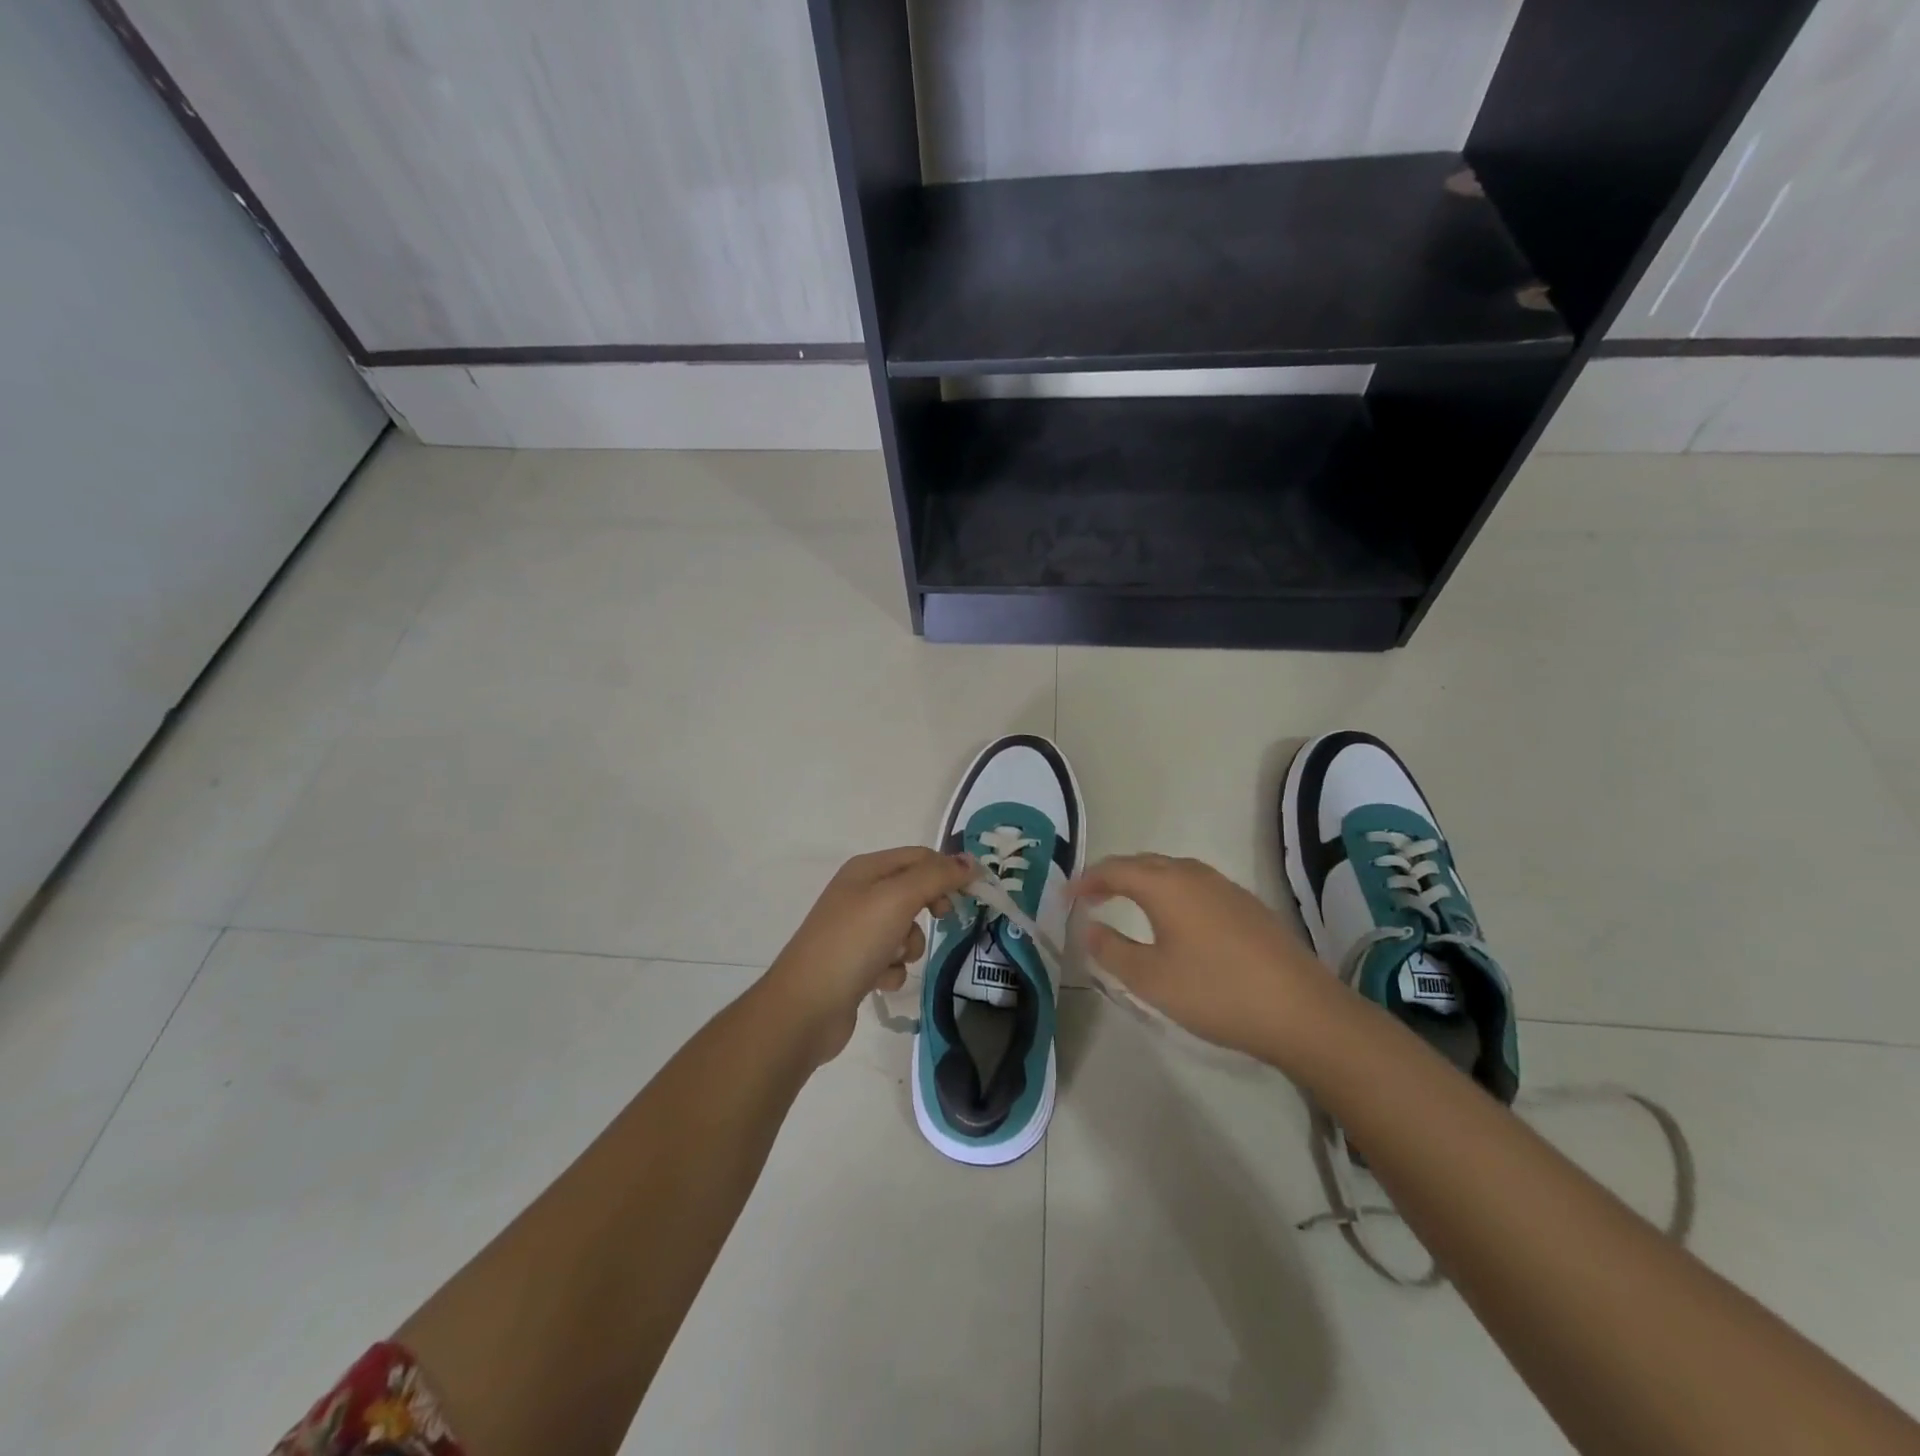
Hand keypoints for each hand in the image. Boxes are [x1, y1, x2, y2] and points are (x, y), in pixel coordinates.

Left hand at [763, 847, 975, 1066]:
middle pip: (914, 891)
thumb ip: (936, 877)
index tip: (974, 894)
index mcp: (866, 869)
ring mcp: (856, 930)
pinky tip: (879, 981)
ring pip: (905, 929)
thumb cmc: (853, 943)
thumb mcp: (897, 899)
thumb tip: (969, 862)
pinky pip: (891, 959)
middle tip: (942, 918)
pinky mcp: (856, 964)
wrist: (806, 1007)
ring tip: (894, 958)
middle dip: (929, 907)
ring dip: (910, 945)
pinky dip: (892, 970)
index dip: (948, 870)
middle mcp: (859, 894)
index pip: (920, 856)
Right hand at [1071, 854, 1339, 1063]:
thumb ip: (1112, 950)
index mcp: (1165, 885)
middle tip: (1090, 896)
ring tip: (1126, 902)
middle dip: (1112, 875)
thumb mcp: (1151, 979)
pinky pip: (1195, 885)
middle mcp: (1194, 875)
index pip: (1114, 869)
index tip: (1065, 897)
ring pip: (1172, 871)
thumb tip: (1089, 927)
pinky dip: (1170, 891)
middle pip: (1143, 863)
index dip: (1086, 881)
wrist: (1301, 1011)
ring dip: (1143, 881)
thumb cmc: (1216, 992)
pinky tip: (1175, 919)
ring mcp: (1225, 888)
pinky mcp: (1247, 906)